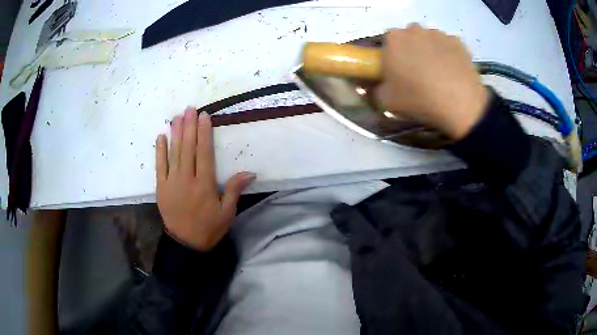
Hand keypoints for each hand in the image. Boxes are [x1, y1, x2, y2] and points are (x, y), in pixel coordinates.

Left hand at [155, 108, 255, 250]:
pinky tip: (161, 137)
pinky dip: (159, 151)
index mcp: (205, 184)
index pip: (204, 153)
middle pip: (188, 148)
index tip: (204, 116)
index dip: (204, 133)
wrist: (186, 243)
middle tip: (190, 108)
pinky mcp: (161, 188)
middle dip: (189, 126)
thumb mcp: (227, 212)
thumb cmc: (209, 228)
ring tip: (177, 117)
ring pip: (174, 153)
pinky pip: (159, 166)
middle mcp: (187, 179)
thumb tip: (250, 172)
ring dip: (175, 133)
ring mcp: (171, 182)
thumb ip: (234, 190)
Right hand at [375, 24, 488, 139]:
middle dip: (410, 50)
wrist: (460, 104)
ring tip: (437, 73)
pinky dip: (448, 55)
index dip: (391, 57)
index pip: (386, 43)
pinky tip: (452, 72)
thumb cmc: (419, 98)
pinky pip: (448, 46)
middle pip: (408, 38)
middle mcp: (414, 29)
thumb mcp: (387, 101)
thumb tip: (377, 86)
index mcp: (393, 39)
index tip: (397, 72)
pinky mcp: (458, 42)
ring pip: (429, 39)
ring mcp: (438, 33)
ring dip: (429, 51)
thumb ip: (375, 90)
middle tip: (417, 72)